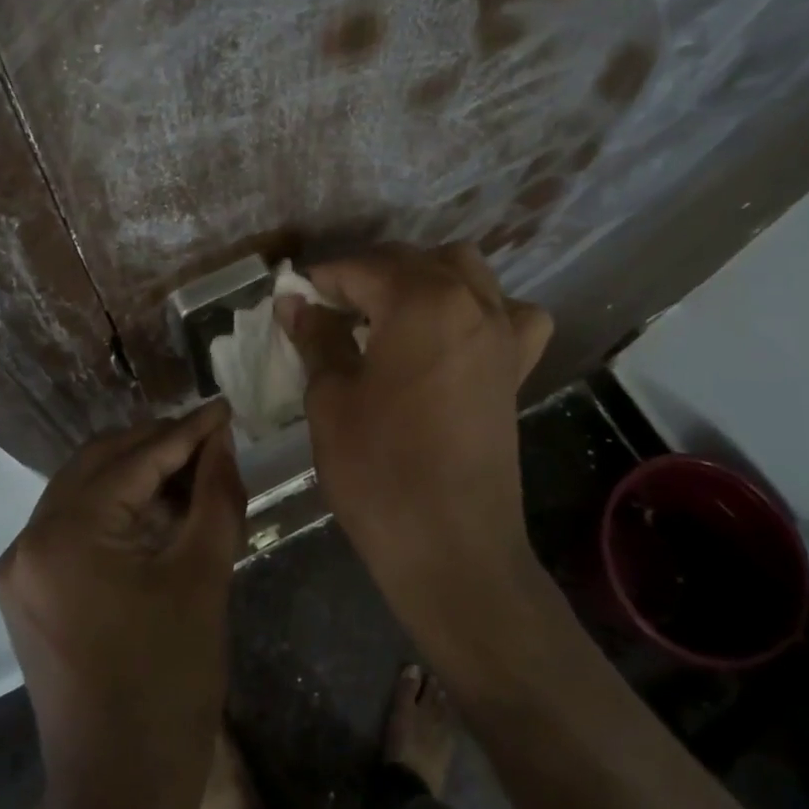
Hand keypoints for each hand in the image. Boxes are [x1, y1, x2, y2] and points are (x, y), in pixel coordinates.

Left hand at [0, 401, 244, 808]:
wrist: (118, 793)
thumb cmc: (170, 684)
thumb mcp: (203, 578)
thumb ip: (215, 495)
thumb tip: (221, 440)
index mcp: (64, 536)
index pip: (133, 460)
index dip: (185, 431)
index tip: (225, 407)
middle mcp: (27, 541)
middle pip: (98, 464)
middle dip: (157, 445)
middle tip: (212, 437)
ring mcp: (20, 568)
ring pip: (83, 491)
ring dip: (136, 474)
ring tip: (193, 469)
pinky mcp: (28, 591)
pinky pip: (74, 525)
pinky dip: (116, 509)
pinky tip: (159, 509)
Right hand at [278, 244, 551, 650]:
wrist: (451, 547)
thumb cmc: (379, 470)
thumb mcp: (331, 399)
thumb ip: (317, 338)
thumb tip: (295, 303)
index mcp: (422, 301)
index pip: (361, 268)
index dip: (321, 280)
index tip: (293, 298)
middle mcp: (471, 302)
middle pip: (411, 261)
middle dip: (366, 275)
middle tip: (328, 310)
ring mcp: (502, 333)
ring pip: (464, 272)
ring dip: (422, 278)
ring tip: (388, 313)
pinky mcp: (516, 368)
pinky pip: (508, 316)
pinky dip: (481, 309)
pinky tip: (455, 335)